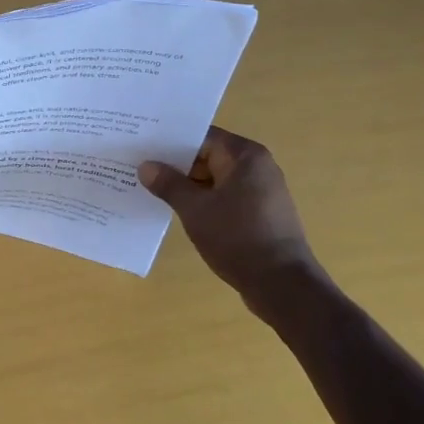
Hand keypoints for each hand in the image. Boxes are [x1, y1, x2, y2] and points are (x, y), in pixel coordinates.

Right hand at [139, 126, 326, 321]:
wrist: (283, 286)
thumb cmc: (238, 238)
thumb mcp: (195, 209)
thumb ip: (169, 184)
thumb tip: (146, 166)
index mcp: (245, 156)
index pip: (201, 136)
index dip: (170, 141)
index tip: (143, 146)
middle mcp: (257, 166)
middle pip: (208, 155)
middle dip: (176, 164)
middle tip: (141, 167)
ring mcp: (261, 191)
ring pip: (215, 178)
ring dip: (188, 185)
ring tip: (153, 189)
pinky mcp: (261, 213)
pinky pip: (225, 196)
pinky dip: (204, 200)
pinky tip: (179, 210)